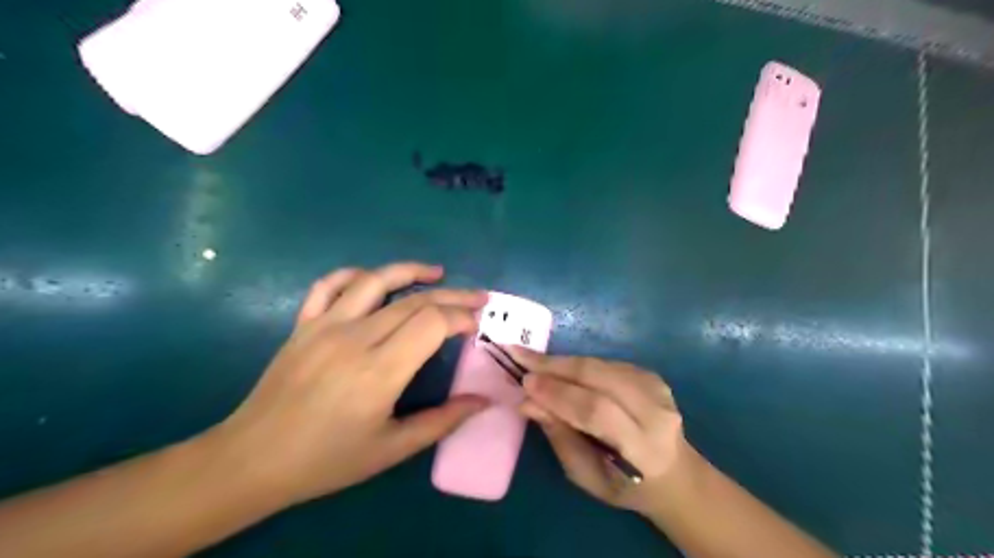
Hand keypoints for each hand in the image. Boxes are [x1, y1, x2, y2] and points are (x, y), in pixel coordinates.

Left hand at [212, 262, 490, 505]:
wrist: (253, 460)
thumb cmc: (327, 460)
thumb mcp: (392, 449)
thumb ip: (442, 421)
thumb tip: (483, 400)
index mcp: (380, 371)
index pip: (432, 323)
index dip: (461, 316)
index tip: (476, 324)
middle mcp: (355, 338)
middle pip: (414, 301)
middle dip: (453, 296)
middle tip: (477, 298)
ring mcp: (325, 326)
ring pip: (375, 280)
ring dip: (410, 270)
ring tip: (437, 272)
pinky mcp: (303, 324)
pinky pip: (329, 285)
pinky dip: (355, 274)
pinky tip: (373, 278)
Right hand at [513, 351, 692, 516]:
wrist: (672, 473)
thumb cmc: (623, 485)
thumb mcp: (585, 475)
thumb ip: (560, 436)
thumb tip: (528, 402)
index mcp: (643, 448)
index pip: (597, 411)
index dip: (559, 394)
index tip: (526, 382)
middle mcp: (655, 412)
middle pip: (599, 377)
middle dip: (556, 366)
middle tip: (521, 356)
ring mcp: (657, 389)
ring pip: (601, 365)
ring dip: (563, 361)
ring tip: (533, 359)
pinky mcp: (651, 376)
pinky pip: (607, 363)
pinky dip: (579, 364)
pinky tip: (559, 366)